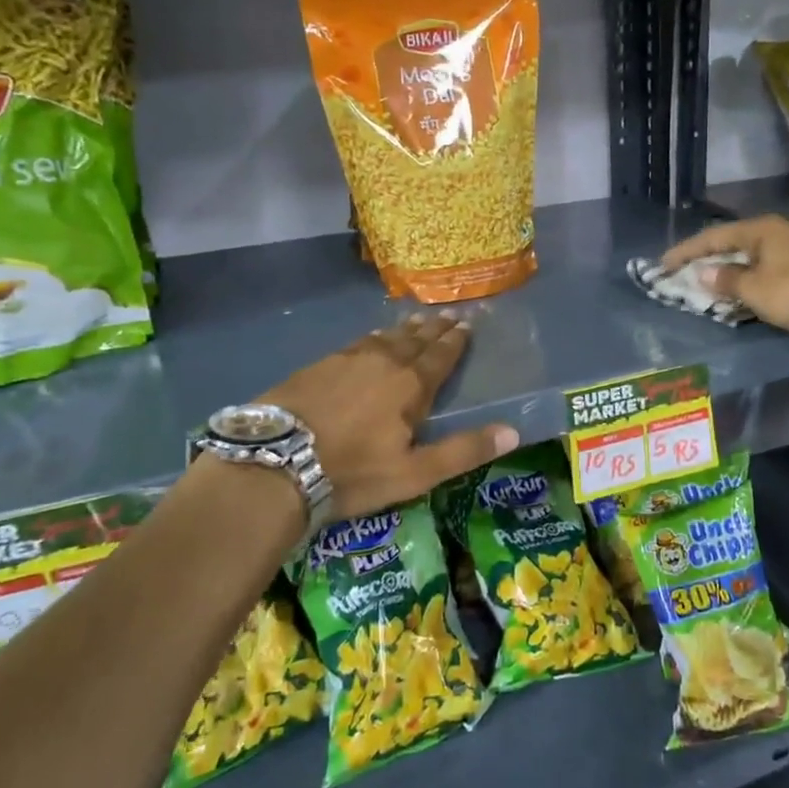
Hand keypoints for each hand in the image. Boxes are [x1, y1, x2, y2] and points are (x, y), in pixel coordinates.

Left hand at [260, 314, 518, 522]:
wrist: (275, 462)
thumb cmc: (352, 472)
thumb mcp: (414, 473)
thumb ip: (463, 451)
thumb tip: (514, 432)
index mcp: (410, 385)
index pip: (440, 356)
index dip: (455, 341)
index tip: (467, 323)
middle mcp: (383, 362)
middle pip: (414, 340)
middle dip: (434, 328)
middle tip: (448, 314)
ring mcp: (347, 360)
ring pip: (384, 337)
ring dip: (404, 329)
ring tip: (416, 319)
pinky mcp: (318, 365)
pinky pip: (357, 343)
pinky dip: (373, 337)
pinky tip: (371, 339)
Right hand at [662, 215, 788, 333]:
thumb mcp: (754, 289)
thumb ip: (726, 280)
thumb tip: (703, 273)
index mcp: (758, 230)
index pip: (712, 237)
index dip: (685, 251)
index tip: (663, 264)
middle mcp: (776, 230)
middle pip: (733, 243)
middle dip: (709, 259)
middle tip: (686, 272)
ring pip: (753, 255)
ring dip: (731, 269)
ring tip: (713, 283)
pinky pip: (769, 265)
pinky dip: (752, 275)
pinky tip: (746, 288)